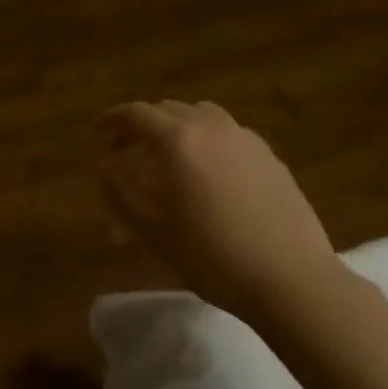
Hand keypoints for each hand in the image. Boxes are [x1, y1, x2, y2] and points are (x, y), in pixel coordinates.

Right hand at [100, 100, 341, 320]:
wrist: (290, 278)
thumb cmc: (211, 256)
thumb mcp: (152, 231)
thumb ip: (120, 194)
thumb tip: (106, 169)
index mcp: (178, 139)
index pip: (136, 114)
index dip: (112, 120)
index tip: (97, 130)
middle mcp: (211, 127)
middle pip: (168, 110)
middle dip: (142, 126)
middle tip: (127, 151)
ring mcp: (245, 138)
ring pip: (201, 117)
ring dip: (176, 129)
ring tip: (167, 157)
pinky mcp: (269, 156)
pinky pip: (227, 135)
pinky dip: (206, 142)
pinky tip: (207, 173)